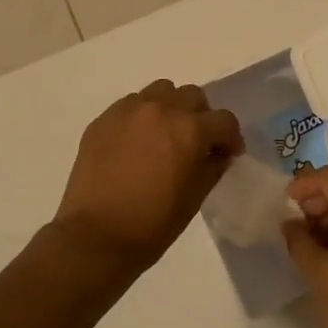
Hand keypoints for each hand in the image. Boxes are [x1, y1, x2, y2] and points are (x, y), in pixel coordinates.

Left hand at [53, 80, 244, 277]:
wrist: (96, 236)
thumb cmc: (153, 224)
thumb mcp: (195, 197)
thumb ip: (213, 166)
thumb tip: (217, 153)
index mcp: (190, 130)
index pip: (224, 120)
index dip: (230, 138)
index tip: (226, 154)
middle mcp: (161, 109)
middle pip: (193, 96)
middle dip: (201, 117)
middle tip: (195, 142)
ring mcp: (129, 110)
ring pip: (161, 91)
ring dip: (171, 108)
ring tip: (164, 135)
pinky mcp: (103, 119)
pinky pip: (131, 105)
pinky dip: (141, 116)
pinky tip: (136, 143)